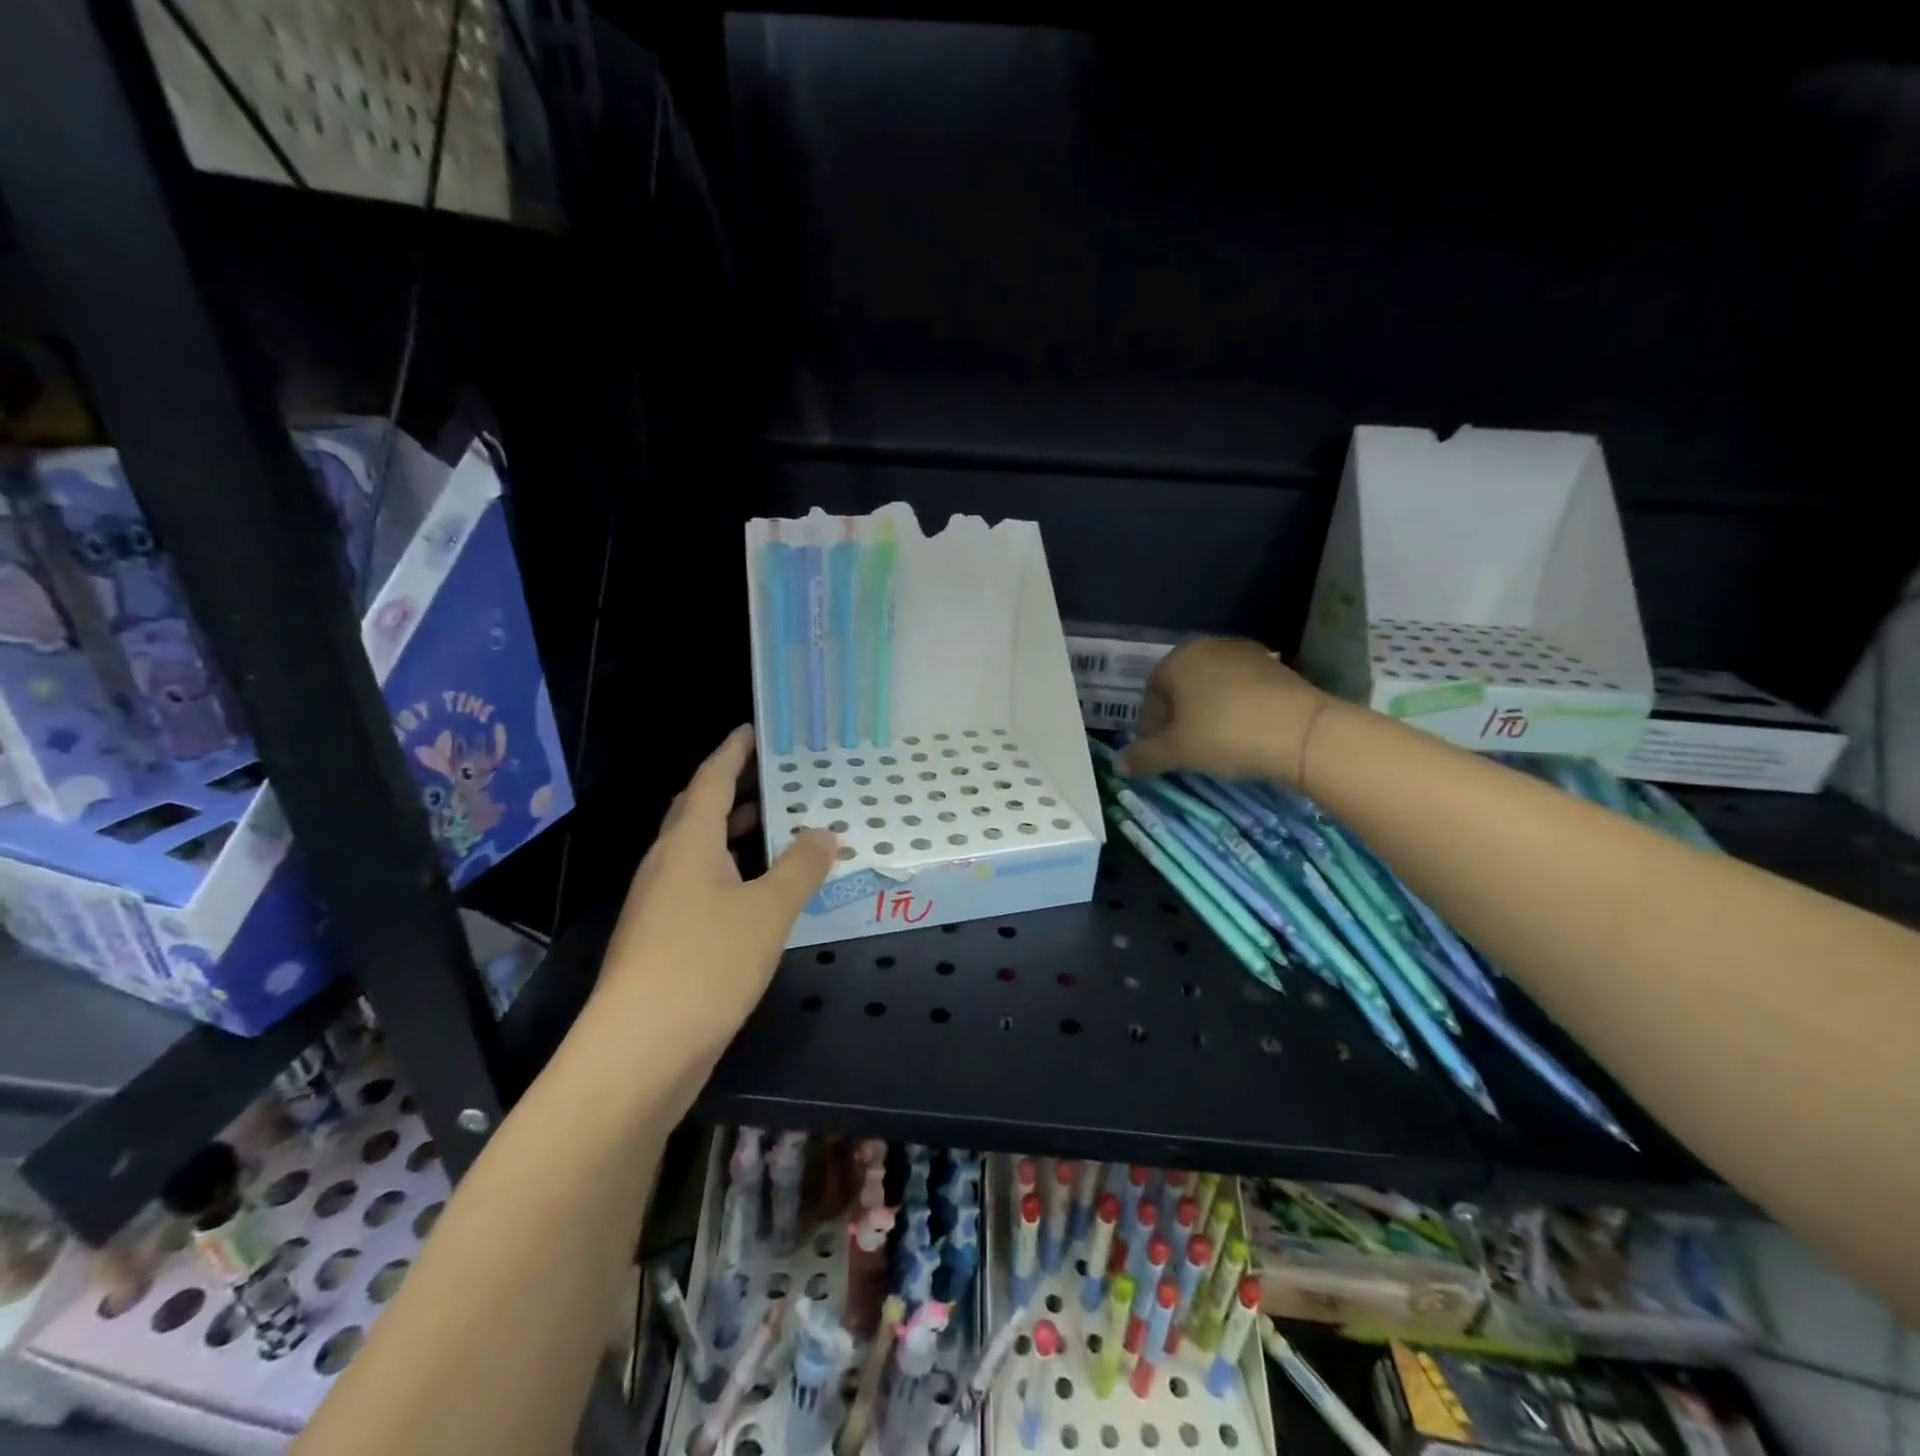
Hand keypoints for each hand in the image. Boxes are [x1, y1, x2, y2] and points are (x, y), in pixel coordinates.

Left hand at [594, 726, 835, 1055]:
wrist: (639, 1050)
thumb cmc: (705, 963)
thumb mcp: (768, 911)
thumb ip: (800, 867)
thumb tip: (823, 833)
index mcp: (688, 843)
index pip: (711, 780)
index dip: (733, 752)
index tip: (754, 729)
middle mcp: (668, 864)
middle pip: (699, 811)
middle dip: (735, 789)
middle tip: (778, 777)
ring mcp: (660, 904)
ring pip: (700, 851)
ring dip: (735, 833)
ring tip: (780, 828)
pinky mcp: (663, 939)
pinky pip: (703, 886)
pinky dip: (733, 872)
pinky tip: (762, 893)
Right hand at [1119, 637, 1333, 786]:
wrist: (1303, 732)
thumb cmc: (1225, 735)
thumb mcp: (1177, 752)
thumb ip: (1144, 756)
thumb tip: (1119, 764)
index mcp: (1178, 659)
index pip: (1151, 693)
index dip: (1149, 726)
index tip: (1156, 753)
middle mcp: (1209, 647)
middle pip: (1182, 687)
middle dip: (1177, 719)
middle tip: (1181, 751)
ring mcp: (1247, 654)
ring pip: (1212, 689)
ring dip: (1206, 715)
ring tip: (1212, 746)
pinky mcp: (1277, 668)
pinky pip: (1242, 692)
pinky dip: (1234, 712)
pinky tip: (1242, 736)